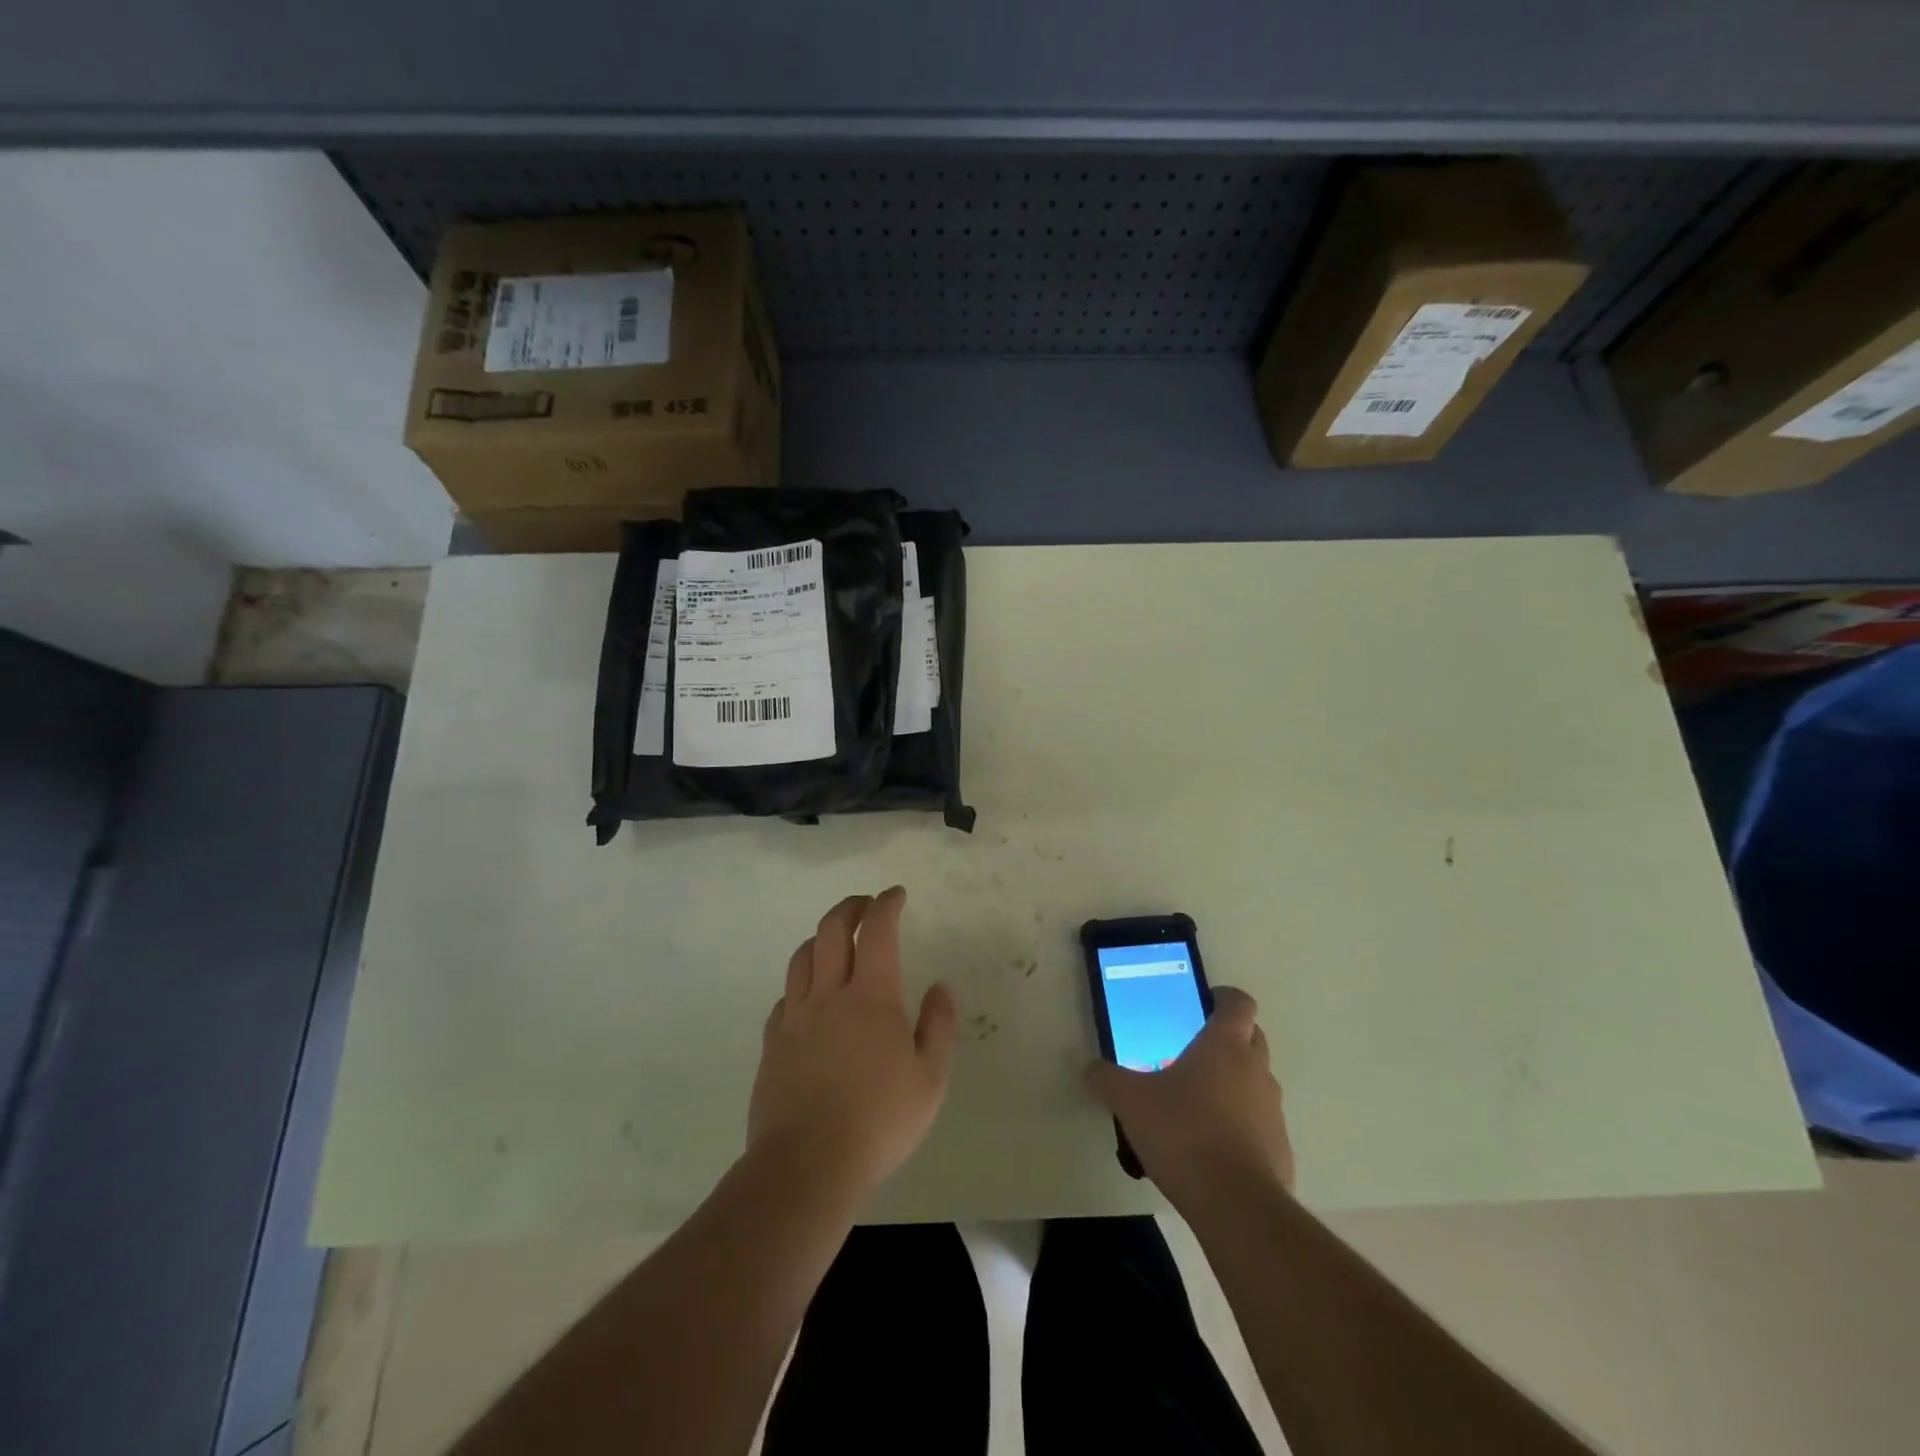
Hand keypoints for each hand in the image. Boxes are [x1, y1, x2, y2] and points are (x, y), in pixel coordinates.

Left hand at [747, 887, 958, 1202]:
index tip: (895, 894)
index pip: (877, 931)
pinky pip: (785, 996)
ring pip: (802, 957)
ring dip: (821, 937)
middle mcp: (829, 995)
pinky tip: (808, 995)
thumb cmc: (878, 1121)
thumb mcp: (930, 1078)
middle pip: (831, 931)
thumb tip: (940, 987)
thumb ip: (938, 1026)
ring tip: (835, 939)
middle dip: (850, 907)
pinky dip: (800, 982)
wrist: (807, 1165)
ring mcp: (795, 1018)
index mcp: (870, 997)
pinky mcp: (773, 1043)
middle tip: (865, 904)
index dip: (886, 904)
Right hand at [1086, 987, 1294, 1208]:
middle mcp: (1256, 1069)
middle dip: (1228, 1039)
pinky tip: (1211, 1147)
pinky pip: (1260, 1123)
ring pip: (1257, 1081)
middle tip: (1192, 1052)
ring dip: (1235, 1083)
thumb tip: (1092, 1070)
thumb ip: (1108, 1079)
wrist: (1236, 1205)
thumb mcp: (1130, 1101)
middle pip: (1252, 1037)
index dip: (1223, 997)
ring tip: (1197, 1104)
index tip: (1202, 1003)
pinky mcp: (1281, 1149)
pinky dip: (1242, 1125)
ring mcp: (1273, 1110)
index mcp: (1225, 1045)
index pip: (1238, 1002)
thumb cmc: (1183, 1132)